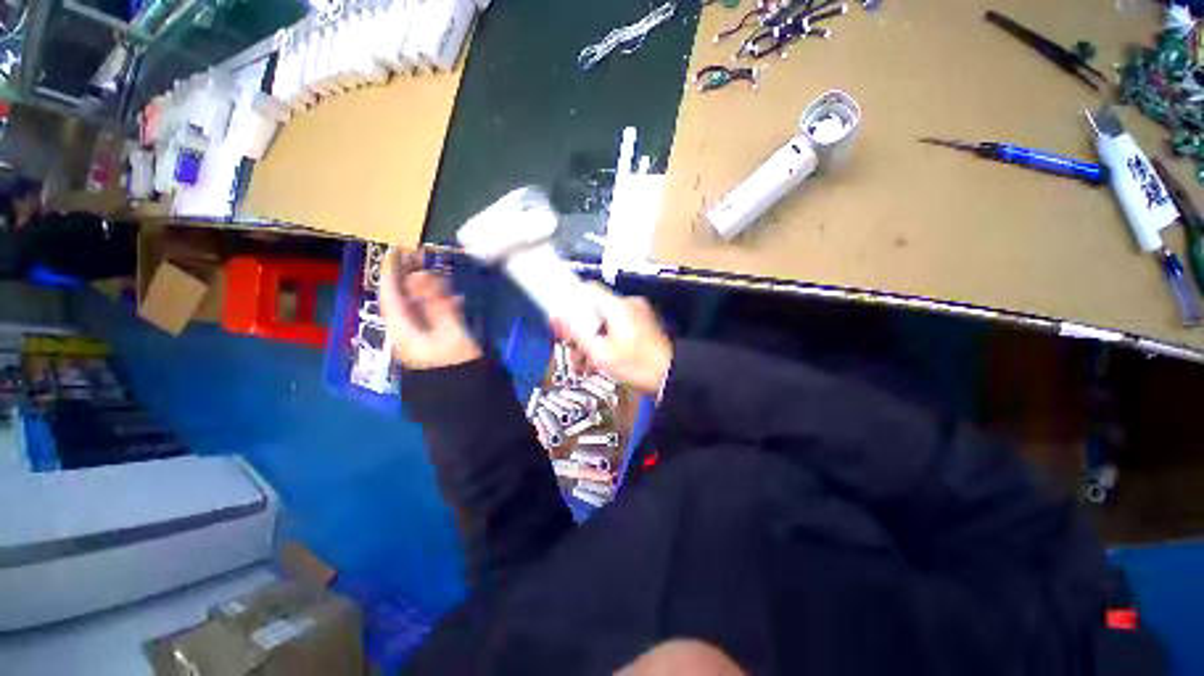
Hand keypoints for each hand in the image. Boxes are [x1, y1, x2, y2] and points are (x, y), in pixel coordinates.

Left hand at [380, 249, 480, 369]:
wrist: (465, 399)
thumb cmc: (458, 366)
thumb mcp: (450, 333)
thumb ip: (436, 304)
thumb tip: (422, 276)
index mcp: (404, 331)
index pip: (391, 295)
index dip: (393, 271)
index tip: (398, 249)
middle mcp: (405, 333)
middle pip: (401, 300)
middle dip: (408, 277)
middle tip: (420, 257)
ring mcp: (419, 339)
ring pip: (416, 307)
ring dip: (425, 288)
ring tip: (438, 273)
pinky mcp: (432, 344)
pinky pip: (429, 317)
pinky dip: (438, 303)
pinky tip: (453, 299)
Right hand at [556, 284, 672, 395]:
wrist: (672, 376)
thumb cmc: (636, 365)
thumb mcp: (601, 353)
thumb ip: (576, 332)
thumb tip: (556, 314)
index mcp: (617, 306)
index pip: (587, 289)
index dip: (570, 301)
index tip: (562, 321)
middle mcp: (628, 304)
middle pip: (594, 307)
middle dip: (580, 328)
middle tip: (573, 352)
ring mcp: (637, 313)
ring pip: (604, 318)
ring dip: (592, 338)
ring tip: (586, 363)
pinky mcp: (642, 323)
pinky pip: (616, 325)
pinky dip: (606, 338)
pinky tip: (602, 359)